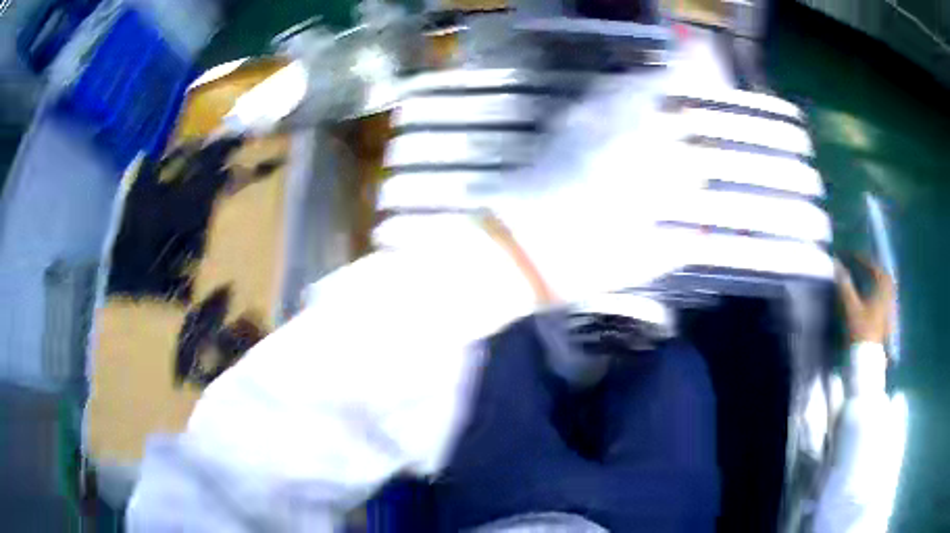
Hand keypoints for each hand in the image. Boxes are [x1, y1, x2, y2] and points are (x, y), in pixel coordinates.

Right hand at [834, 256, 894, 344]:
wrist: (867, 359)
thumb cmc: (861, 331)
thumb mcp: (851, 307)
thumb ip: (845, 286)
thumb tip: (837, 264)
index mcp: (882, 290)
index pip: (875, 269)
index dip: (864, 260)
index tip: (853, 257)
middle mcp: (888, 296)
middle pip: (885, 277)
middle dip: (875, 269)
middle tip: (865, 266)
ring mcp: (889, 309)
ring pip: (887, 288)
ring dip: (879, 281)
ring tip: (870, 279)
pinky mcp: (887, 320)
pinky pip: (887, 299)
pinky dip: (881, 294)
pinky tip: (875, 298)